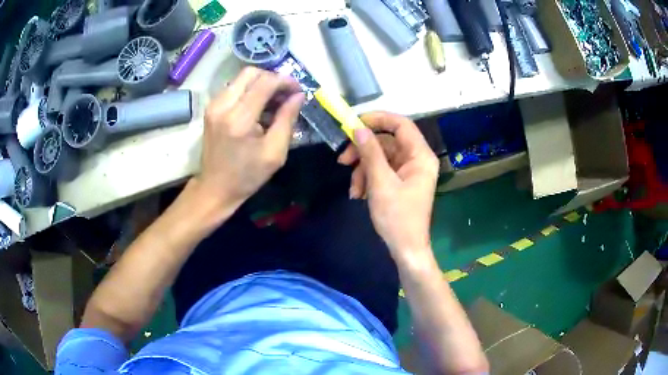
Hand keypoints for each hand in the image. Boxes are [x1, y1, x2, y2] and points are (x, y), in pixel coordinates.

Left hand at [195, 67, 304, 211]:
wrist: (215, 188)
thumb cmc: (247, 175)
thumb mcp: (275, 153)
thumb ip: (287, 120)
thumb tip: (298, 96)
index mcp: (239, 119)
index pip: (265, 83)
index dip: (285, 81)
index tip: (298, 90)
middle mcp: (223, 106)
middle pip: (251, 72)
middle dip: (273, 78)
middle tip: (285, 94)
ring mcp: (213, 105)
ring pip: (241, 78)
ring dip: (261, 83)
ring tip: (273, 101)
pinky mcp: (211, 108)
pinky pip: (233, 87)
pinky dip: (249, 90)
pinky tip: (258, 106)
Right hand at [338, 112, 439, 259]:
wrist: (405, 249)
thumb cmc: (398, 217)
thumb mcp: (381, 183)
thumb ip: (370, 153)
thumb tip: (358, 128)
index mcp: (420, 156)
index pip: (401, 124)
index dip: (378, 119)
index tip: (354, 124)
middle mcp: (416, 159)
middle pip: (387, 141)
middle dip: (363, 151)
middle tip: (342, 160)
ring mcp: (408, 171)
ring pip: (380, 157)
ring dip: (362, 169)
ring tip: (353, 189)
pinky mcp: (399, 181)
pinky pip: (381, 170)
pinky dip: (367, 179)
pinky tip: (359, 194)